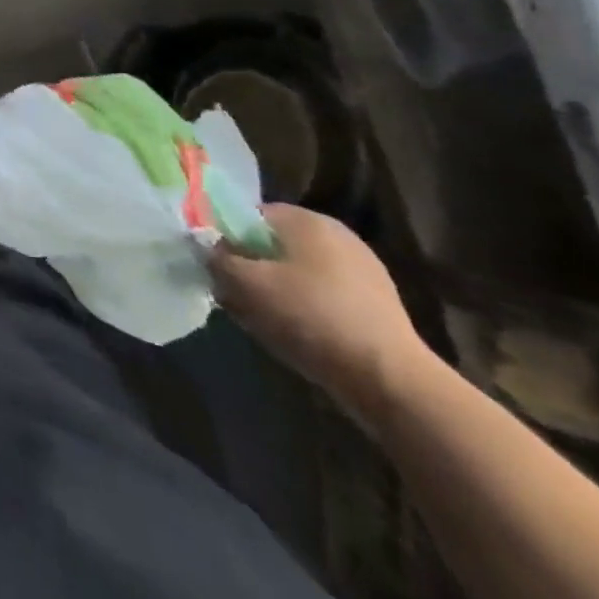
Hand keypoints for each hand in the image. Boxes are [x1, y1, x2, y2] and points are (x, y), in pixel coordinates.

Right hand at [210, 204, 433, 424]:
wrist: (393, 383)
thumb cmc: (310, 317)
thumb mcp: (245, 284)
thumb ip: (216, 257)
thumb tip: (205, 247)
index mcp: (305, 219)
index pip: (248, 215)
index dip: (226, 239)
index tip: (218, 269)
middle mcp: (336, 234)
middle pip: (273, 244)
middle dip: (252, 267)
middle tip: (237, 297)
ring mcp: (364, 270)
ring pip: (299, 271)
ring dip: (278, 290)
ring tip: (267, 321)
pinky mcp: (379, 305)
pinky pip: (325, 296)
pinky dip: (307, 309)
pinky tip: (301, 336)